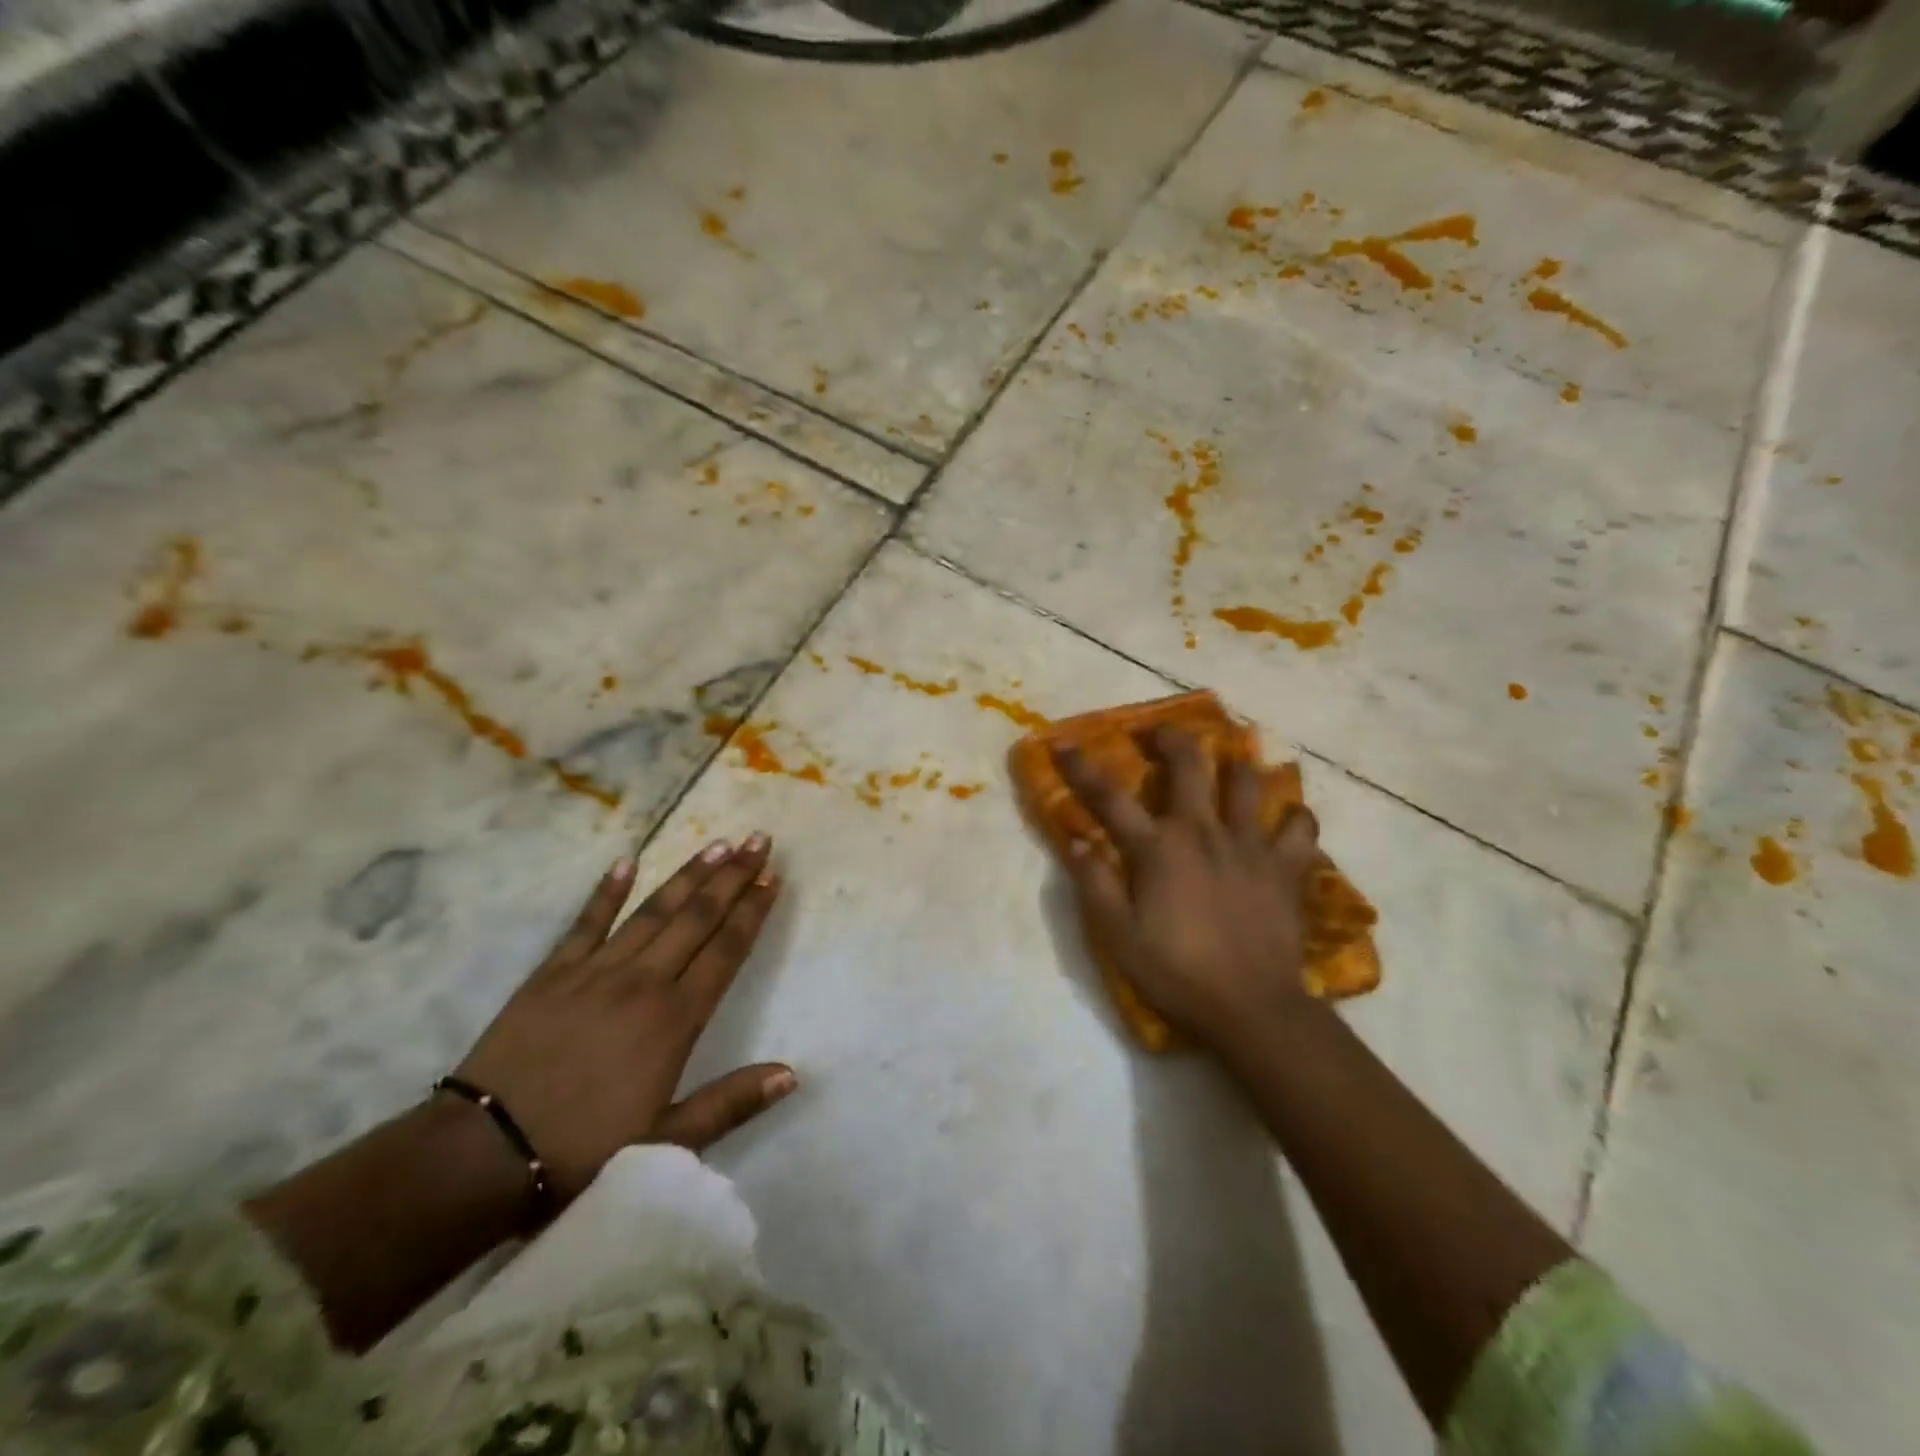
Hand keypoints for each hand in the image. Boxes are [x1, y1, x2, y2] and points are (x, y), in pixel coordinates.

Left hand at [454, 835, 795, 1201]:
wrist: (482, 1155)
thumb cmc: (582, 1151)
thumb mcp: (666, 1142)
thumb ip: (731, 1103)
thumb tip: (792, 1075)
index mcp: (675, 1019)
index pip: (726, 951)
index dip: (753, 911)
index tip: (773, 877)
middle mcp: (643, 982)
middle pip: (697, 918)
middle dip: (732, 876)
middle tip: (759, 840)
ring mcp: (595, 971)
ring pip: (653, 911)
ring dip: (688, 875)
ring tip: (718, 843)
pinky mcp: (553, 973)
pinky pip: (587, 922)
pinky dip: (608, 891)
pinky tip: (627, 861)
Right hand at [1057, 728, 1321, 1048]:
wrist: (1251, 1009)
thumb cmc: (1177, 973)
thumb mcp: (1118, 936)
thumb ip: (1095, 884)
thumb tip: (1079, 839)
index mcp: (1159, 848)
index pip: (1110, 797)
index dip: (1082, 767)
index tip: (1063, 742)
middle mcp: (1205, 832)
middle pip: (1190, 765)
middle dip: (1172, 738)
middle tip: (1161, 734)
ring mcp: (1251, 846)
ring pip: (1250, 783)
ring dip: (1238, 766)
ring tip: (1233, 762)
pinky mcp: (1287, 868)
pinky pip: (1301, 829)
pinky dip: (1294, 819)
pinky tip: (1287, 821)